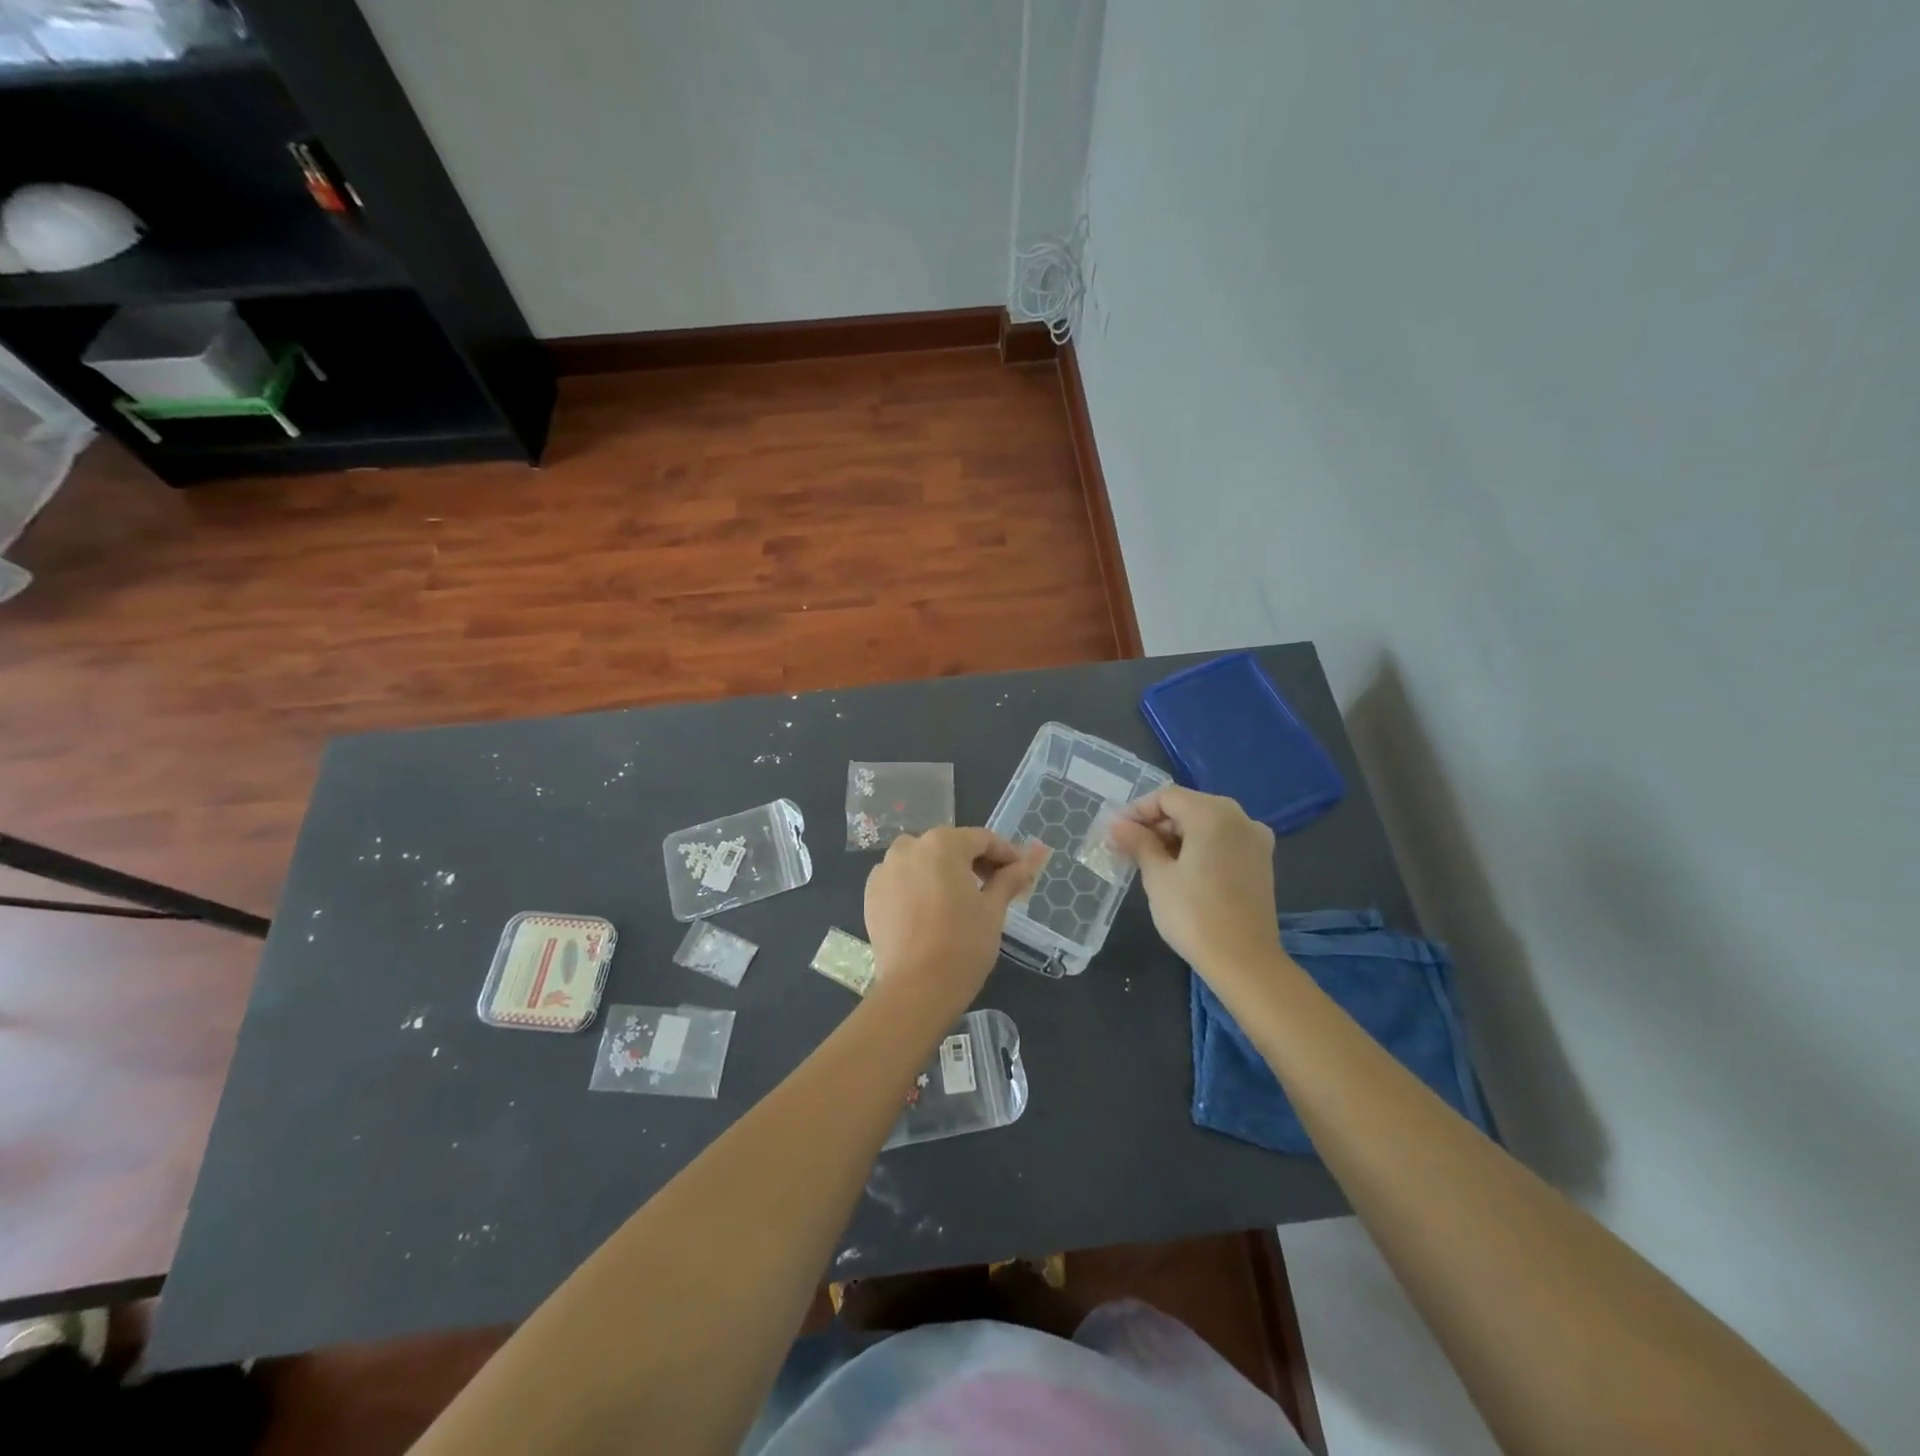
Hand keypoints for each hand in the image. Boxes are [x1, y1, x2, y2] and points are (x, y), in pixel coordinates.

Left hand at [863, 828, 1044, 1009]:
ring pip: (923, 861)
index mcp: (942, 844)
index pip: (982, 839)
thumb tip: (1033, 858)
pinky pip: (902, 880)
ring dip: (945, 873)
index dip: (1006, 854)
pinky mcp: (871, 894)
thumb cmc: (963, 944)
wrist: (915, 989)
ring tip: (962, 901)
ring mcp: (885, 870)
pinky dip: (919, 887)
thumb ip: (1010, 878)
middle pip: (951, 847)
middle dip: (975, 863)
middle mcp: (909, 847)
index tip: (1022, 873)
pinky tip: (932, 911)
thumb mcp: (993, 909)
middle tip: (996, 888)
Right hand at [1109, 787, 1279, 972]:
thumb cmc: (1194, 914)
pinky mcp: (1261, 861)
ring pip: (1206, 824)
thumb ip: (1138, 842)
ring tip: (1149, 861)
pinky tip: (1179, 870)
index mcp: (1214, 814)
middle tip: (1128, 848)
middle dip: (1156, 824)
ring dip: (1176, 836)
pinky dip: (1198, 847)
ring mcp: (1255, 839)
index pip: (1166, 797)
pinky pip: (1222, 841)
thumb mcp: (1157, 876)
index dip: (1137, 811)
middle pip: (1188, 807)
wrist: (1244, 962)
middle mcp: (1240, 818)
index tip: (1116, 832)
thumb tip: (1117, 824)